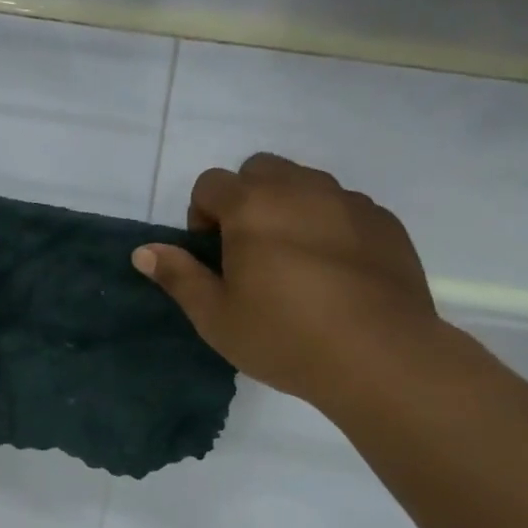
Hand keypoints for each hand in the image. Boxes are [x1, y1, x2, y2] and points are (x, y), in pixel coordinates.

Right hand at [132, 153, 440, 410]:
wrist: (380, 357)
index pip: (211, 183)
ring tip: (296, 260)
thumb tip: (143, 251)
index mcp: (251, 206)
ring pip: (306, 183)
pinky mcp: (384, 221)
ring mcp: (348, 201)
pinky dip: (330, 224)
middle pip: (260, 170)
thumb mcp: (216, 317)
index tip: (213, 255)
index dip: (202, 214)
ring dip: (289, 206)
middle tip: (251, 251)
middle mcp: (300, 188)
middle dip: (246, 199)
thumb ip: (179, 276)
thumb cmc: (285, 337)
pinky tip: (337, 271)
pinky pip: (345, 206)